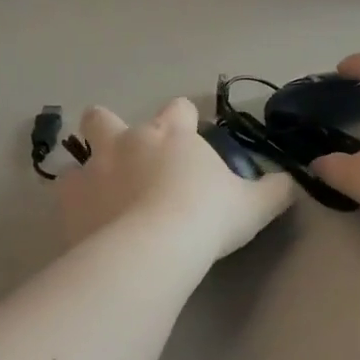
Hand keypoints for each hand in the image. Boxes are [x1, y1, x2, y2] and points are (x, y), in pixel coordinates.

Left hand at [59, 98, 293, 261]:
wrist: (154, 250)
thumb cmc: (207, 218)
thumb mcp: (253, 206)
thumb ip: (274, 191)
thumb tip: (293, 184)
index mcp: (171, 135)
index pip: (178, 109)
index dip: (183, 118)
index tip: (188, 134)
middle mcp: (126, 142)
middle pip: (104, 117)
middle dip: (109, 127)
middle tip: (124, 155)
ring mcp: (93, 169)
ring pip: (78, 154)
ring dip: (89, 168)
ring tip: (101, 194)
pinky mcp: (70, 200)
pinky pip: (66, 193)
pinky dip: (76, 203)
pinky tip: (88, 221)